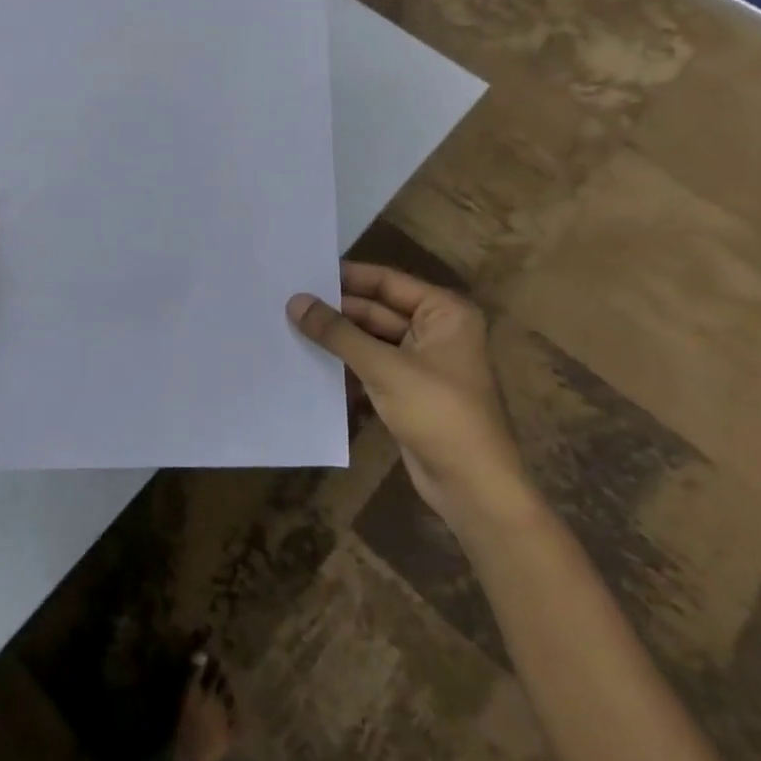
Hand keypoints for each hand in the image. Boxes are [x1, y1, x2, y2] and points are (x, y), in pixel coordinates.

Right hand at [288, 263, 534, 532]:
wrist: (473, 488)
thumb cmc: (438, 414)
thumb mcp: (384, 368)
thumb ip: (337, 333)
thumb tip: (295, 301)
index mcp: (444, 313)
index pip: (387, 282)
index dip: (346, 276)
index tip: (303, 272)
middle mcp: (435, 330)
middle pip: (375, 309)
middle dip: (336, 310)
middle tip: (287, 303)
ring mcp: (421, 363)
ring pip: (369, 339)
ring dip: (337, 339)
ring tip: (288, 327)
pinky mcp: (407, 391)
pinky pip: (370, 365)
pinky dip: (345, 364)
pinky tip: (309, 362)